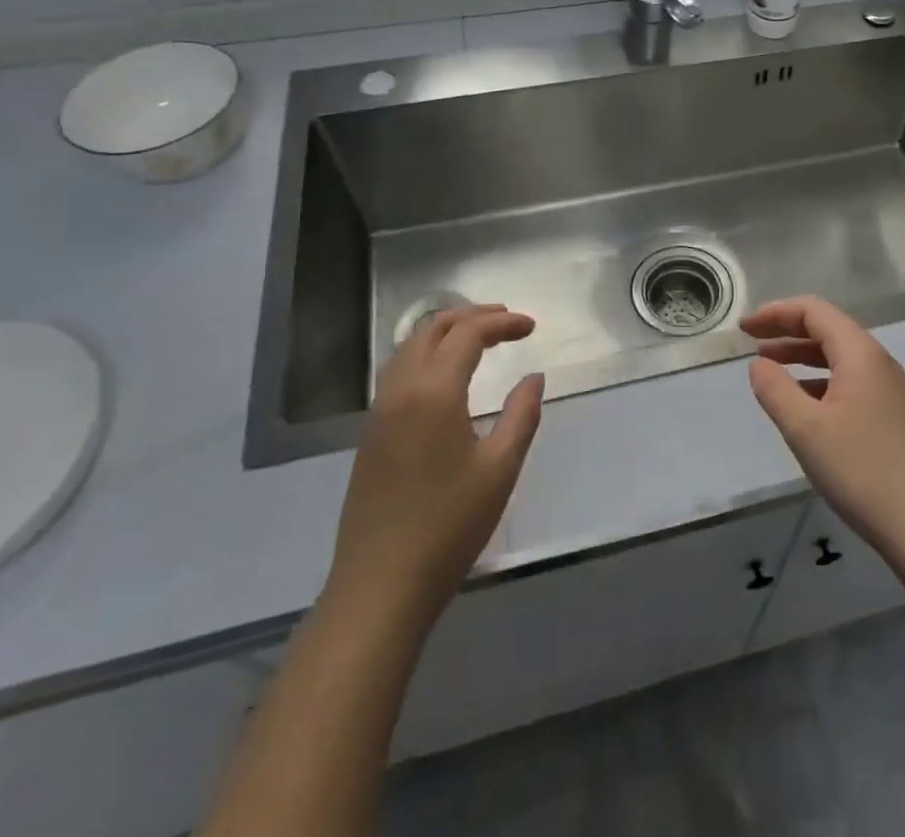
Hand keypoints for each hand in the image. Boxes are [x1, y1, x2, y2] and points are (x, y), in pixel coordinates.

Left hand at [323, 305, 544, 634]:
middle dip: (471, 317)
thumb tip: (533, 377)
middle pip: (432, 329)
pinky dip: (426, 355)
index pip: (468, 334)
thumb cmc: (448, 526)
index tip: (532, 327)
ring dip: (445, 332)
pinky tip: (445, 376)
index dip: (502, 323)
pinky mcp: (370, 435)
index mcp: (433, 392)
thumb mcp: (500, 469)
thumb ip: (522, 414)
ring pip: (408, 348)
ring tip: (478, 338)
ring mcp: (379, 413)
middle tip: (506, 321)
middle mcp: (400, 390)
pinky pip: (397, 372)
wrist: (379, 587)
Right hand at [744, 296, 904, 564]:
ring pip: (837, 356)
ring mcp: (887, 389)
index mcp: (859, 353)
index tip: (744, 327)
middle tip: (750, 340)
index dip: (776, 312)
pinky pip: (847, 381)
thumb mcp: (805, 428)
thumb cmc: (862, 470)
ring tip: (767, 368)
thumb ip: (775, 390)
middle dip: (786, 330)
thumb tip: (759, 364)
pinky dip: (817, 380)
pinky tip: (800, 404)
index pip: (814, 311)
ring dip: (800, 356)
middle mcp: (877, 361)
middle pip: (827, 328)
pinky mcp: (890, 416)